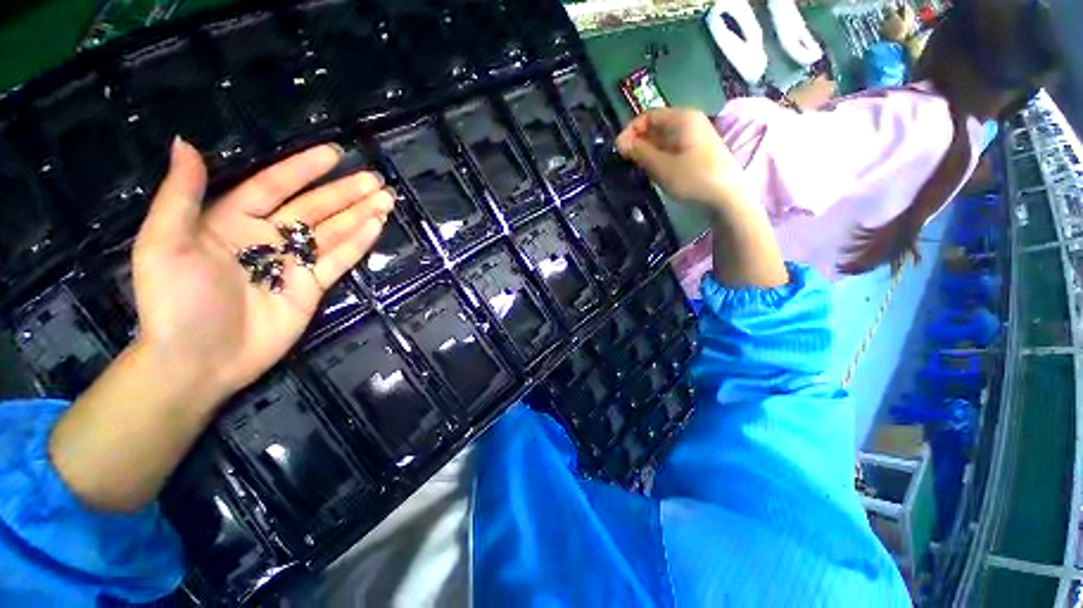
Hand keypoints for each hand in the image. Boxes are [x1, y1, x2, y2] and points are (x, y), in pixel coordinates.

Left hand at [132, 138, 393, 398]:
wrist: (200, 361)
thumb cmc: (176, 302)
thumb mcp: (164, 245)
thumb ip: (180, 195)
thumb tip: (185, 143)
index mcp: (233, 220)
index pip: (275, 186)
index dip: (304, 169)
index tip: (334, 154)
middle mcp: (268, 237)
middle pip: (314, 208)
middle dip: (345, 192)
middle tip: (376, 180)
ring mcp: (294, 264)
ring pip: (334, 232)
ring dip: (360, 214)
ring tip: (385, 199)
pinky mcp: (313, 287)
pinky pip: (339, 260)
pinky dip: (359, 243)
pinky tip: (375, 226)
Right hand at [615, 108, 753, 208]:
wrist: (727, 198)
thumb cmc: (693, 179)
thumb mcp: (661, 166)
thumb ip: (639, 152)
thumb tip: (621, 143)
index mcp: (682, 118)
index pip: (648, 115)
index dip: (630, 131)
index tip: (618, 151)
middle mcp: (689, 122)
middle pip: (656, 126)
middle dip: (638, 142)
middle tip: (625, 162)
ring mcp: (695, 137)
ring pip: (663, 139)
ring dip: (647, 152)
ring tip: (637, 169)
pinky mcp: (697, 152)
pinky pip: (672, 149)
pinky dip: (659, 157)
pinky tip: (653, 172)